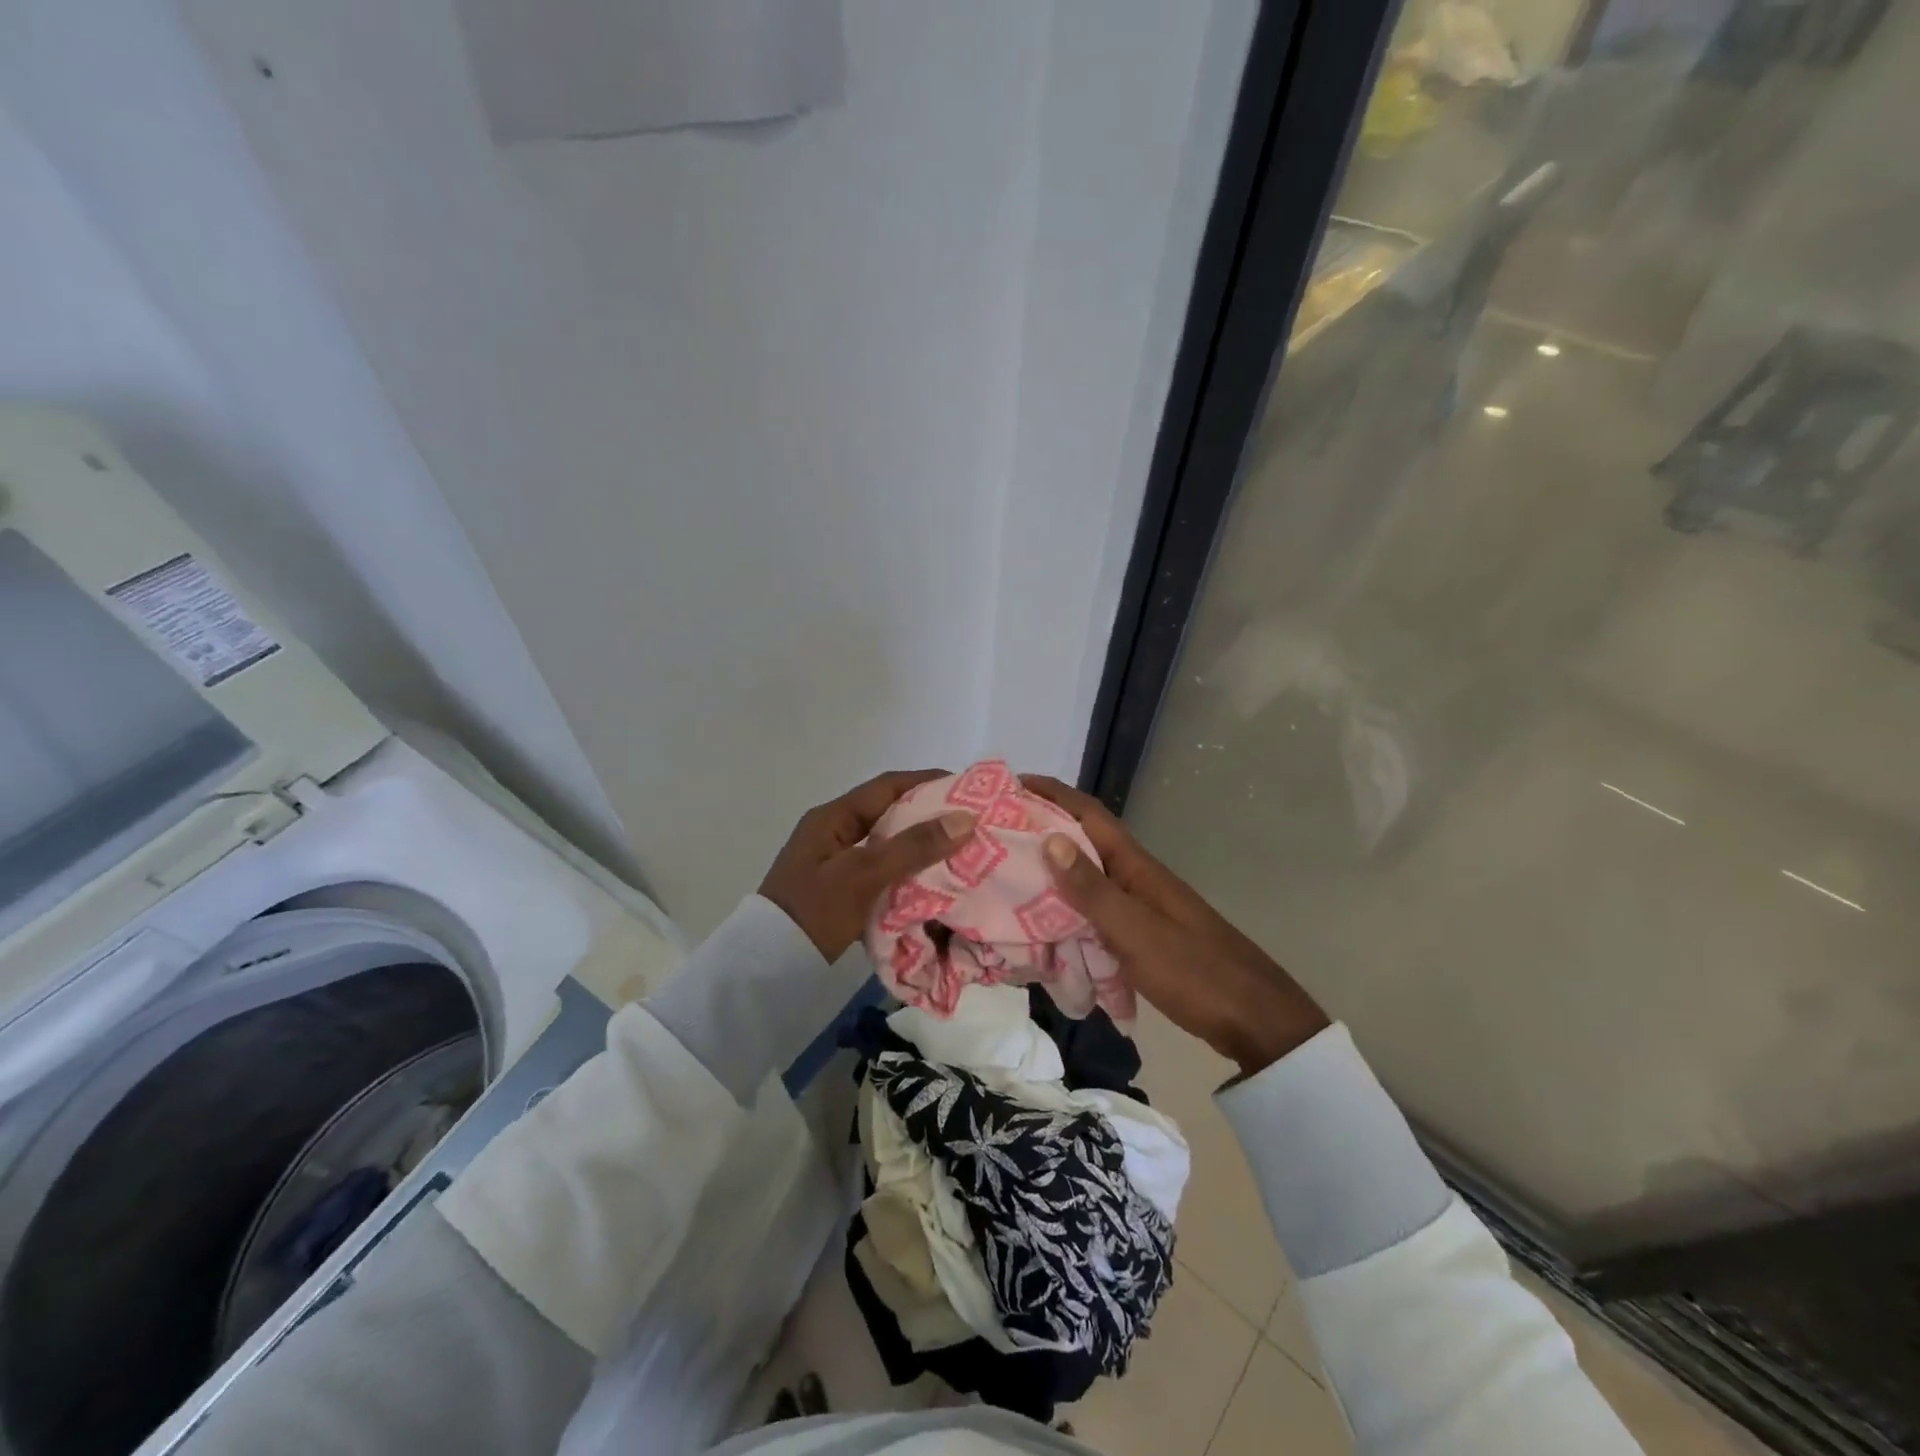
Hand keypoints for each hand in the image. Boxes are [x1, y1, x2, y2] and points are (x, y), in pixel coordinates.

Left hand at [760, 770, 976, 960]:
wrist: (770, 967)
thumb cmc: (815, 911)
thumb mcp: (865, 874)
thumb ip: (913, 846)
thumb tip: (966, 818)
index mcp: (832, 818)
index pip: (887, 786)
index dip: (927, 781)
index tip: (967, 788)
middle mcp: (833, 832)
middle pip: (889, 813)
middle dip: (929, 816)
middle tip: (970, 824)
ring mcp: (835, 862)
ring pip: (887, 844)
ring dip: (920, 846)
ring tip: (960, 852)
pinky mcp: (840, 890)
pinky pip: (882, 870)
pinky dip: (907, 871)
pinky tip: (933, 882)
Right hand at [1024, 776, 1329, 1076]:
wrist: (1254, 1020)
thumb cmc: (1194, 971)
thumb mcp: (1136, 931)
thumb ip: (1092, 889)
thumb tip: (1050, 838)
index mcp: (1136, 867)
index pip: (1090, 815)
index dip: (1054, 794)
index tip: (1012, 783)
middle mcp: (1137, 878)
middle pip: (1085, 842)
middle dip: (1044, 830)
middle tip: (996, 833)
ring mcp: (1142, 907)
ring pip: (1088, 879)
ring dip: (1052, 871)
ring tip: (1009, 876)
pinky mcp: (1143, 936)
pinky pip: (1095, 911)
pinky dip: (1068, 909)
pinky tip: (1045, 925)